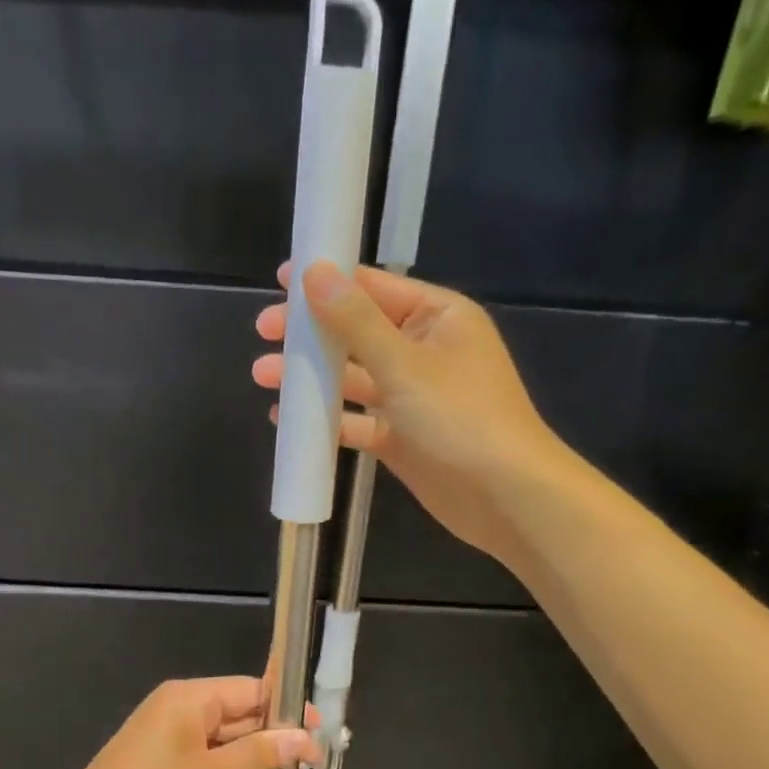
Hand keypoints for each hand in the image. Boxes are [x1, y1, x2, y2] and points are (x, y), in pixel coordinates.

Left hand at [58, 677, 319, 768]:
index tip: (320, 732)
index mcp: (191, 697)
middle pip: (240, 715)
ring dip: (254, 762)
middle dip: (274, 741)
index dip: (289, 710)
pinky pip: (205, 759)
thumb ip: (259, 754)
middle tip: (311, 768)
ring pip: (224, 741)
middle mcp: (181, 708)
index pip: (252, 690)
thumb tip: (304, 737)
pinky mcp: (162, 761)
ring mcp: (170, 735)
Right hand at [252, 262, 558, 560]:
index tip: (282, 281)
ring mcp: (412, 396)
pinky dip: (327, 419)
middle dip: (311, 333)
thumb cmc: (460, 417)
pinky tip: (288, 420)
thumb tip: (315, 271)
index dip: (328, 280)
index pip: (375, 286)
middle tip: (264, 332)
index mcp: (438, 317)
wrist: (505, 498)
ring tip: (263, 376)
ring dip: (312, 376)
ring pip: (353, 378)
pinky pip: (357, 419)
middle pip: (357, 332)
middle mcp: (425, 351)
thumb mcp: (403, 363)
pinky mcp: (401, 436)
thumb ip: (355, 321)